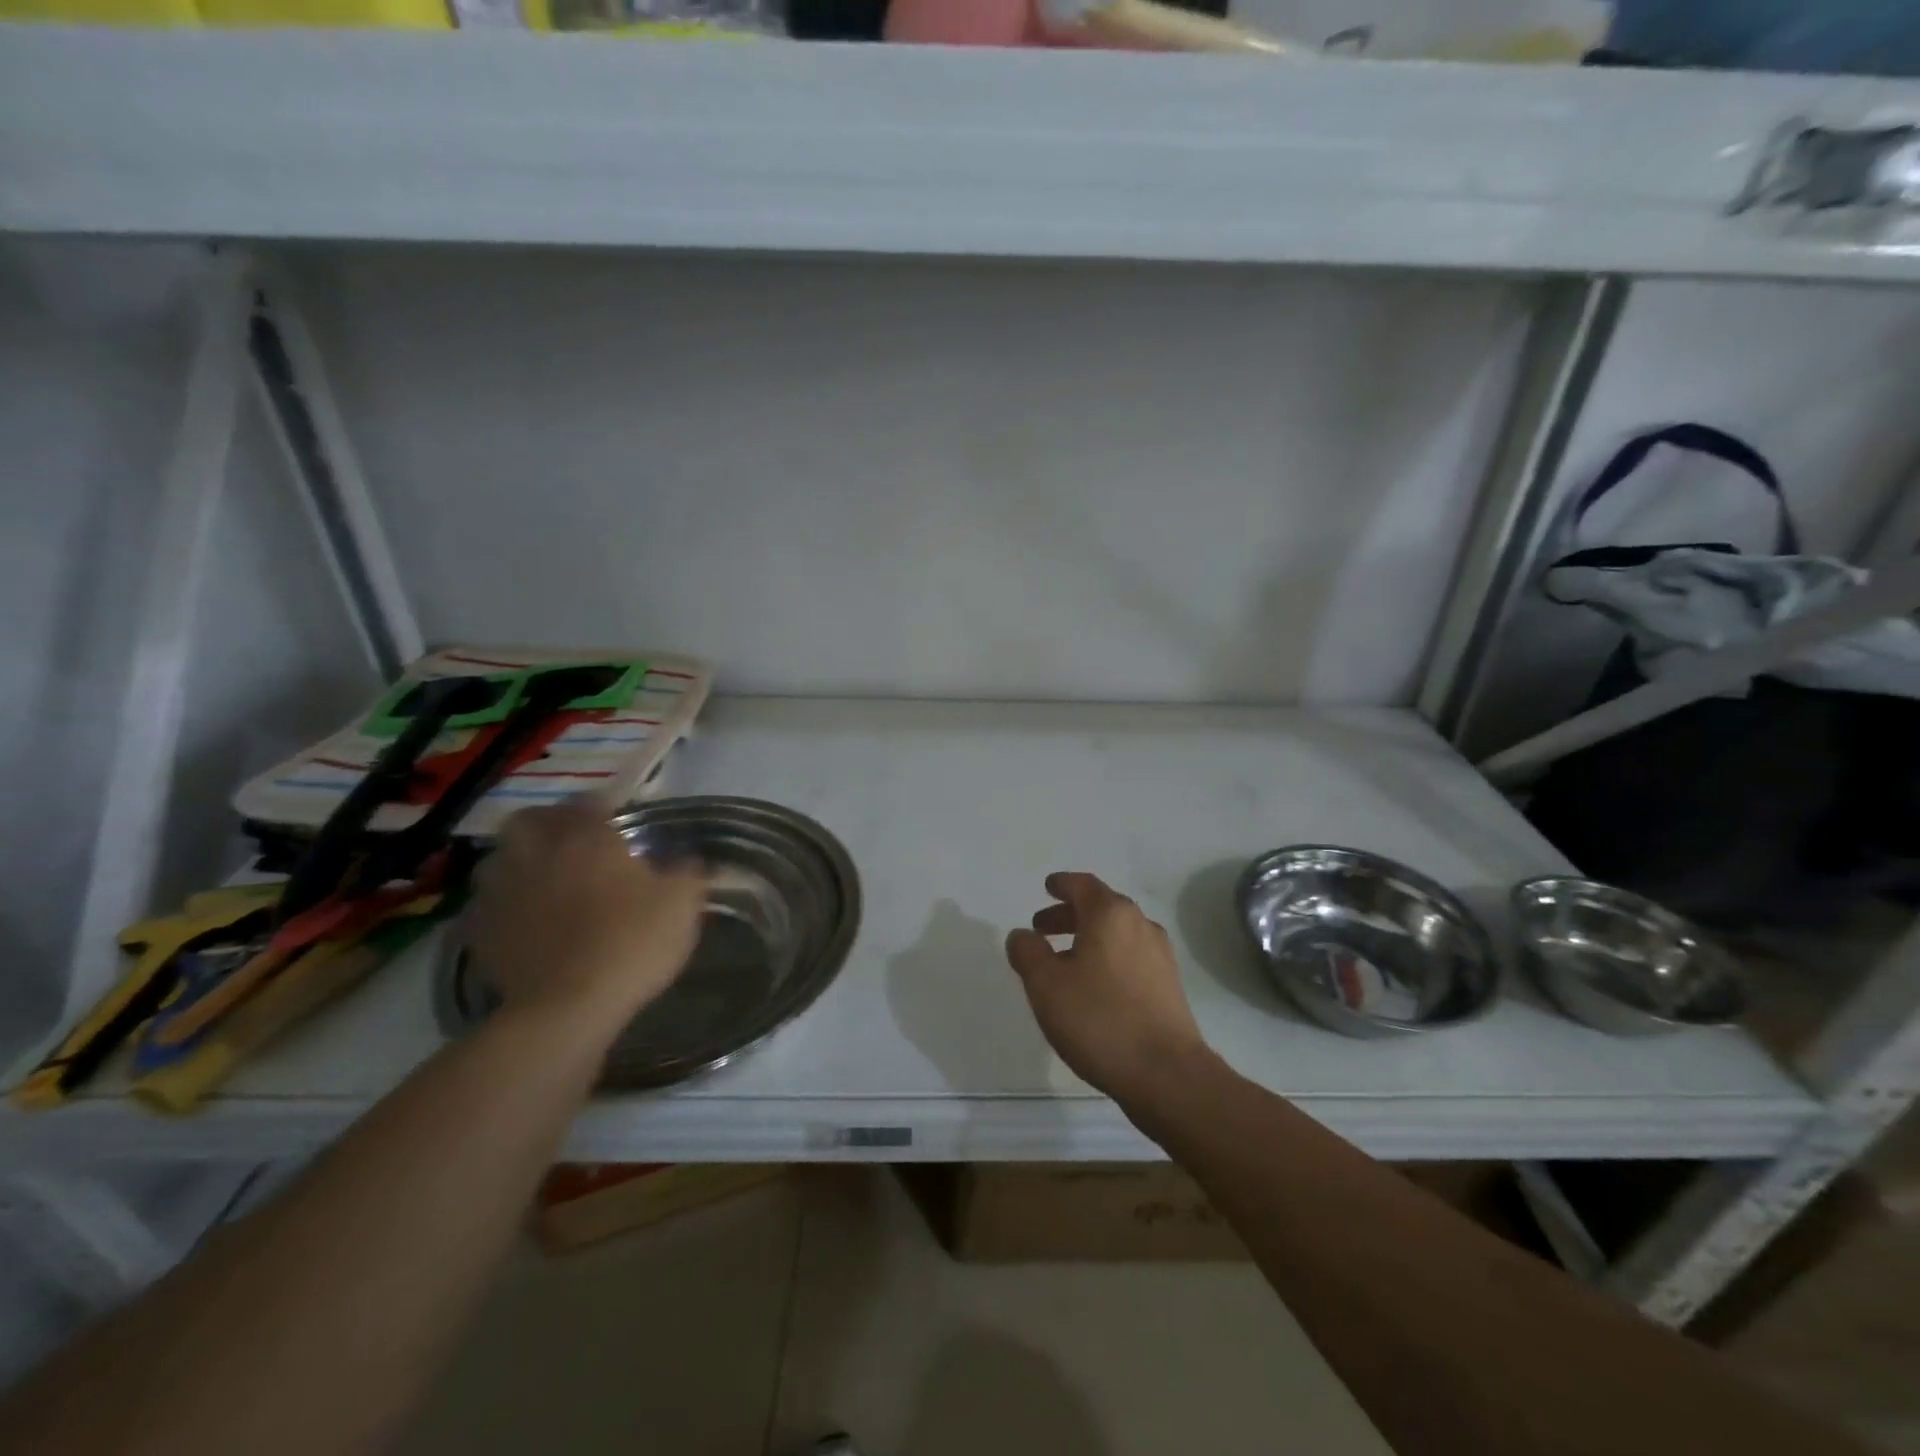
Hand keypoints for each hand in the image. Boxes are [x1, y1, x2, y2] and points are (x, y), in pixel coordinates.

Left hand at [466, 802, 708, 1033]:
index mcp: (587, 837)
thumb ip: (689, 873)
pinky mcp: (480, 931)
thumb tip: (691, 859)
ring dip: (518, 863)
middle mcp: (538, 852)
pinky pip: (487, 905)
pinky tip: (524, 922)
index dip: (603, 809)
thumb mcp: (682, 905)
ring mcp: (502, 891)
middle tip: (572, 845)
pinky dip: (503, 906)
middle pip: (530, 820)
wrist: (568, 1008)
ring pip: (499, 860)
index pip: (588, 802)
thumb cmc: (631, 943)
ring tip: (543, 882)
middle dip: (548, 825)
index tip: (619, 825)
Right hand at [1005, 872, 1211, 1101]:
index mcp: (1111, 914)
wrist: (1167, 1073)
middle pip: (1101, 907)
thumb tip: (1022, 935)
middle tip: (1042, 929)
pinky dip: (1107, 958)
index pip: (1083, 885)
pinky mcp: (1169, 985)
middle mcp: (1140, 925)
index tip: (1047, 887)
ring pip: (1117, 933)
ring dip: (1088, 938)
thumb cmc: (1099, 1019)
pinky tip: (1093, 987)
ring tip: (1063, 961)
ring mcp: (1160, 955)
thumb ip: (1028, 952)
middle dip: (1070, 914)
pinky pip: (1130, 956)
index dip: (1062, 884)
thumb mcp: (1046, 985)